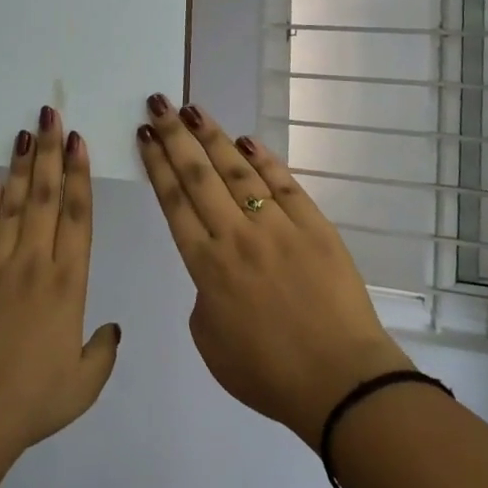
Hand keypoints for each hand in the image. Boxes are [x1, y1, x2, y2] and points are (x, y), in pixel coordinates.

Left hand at [0, 107, 121, 467]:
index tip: (77, 141)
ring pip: (14, 206)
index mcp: (67, 284)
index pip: (77, 217)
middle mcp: (34, 264)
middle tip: (50, 115)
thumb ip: (102, 352)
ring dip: (23, 167)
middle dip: (49, 153)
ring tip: (26, 133)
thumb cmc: (34, 402)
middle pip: (45, 198)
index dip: (79, 175)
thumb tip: (111, 328)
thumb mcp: (83, 384)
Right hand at [137, 96, 411, 446]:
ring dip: (213, 137)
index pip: (174, 201)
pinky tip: (247, 141)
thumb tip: (217, 265)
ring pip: (238, 170)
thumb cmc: (269, 374)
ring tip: (193, 110)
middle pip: (199, 175)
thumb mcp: (210, 342)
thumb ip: (204, 295)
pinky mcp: (315, 225)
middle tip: (158, 103)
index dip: (157, 163)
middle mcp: (237, 235)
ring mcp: (278, 226)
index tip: (145, 134)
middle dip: (175, 136)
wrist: (341, 383)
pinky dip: (264, 159)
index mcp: (206, 265)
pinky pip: (284, 184)